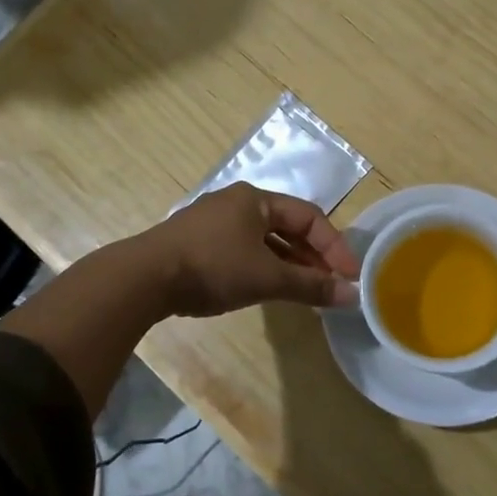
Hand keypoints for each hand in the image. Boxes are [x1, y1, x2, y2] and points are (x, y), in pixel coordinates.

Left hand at [139, 184, 360, 316]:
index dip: (334, 245)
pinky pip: (244, 251)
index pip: (309, 216)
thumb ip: (311, 286)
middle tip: (332, 285)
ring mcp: (214, 223)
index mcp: (255, 199)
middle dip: (313, 256)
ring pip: (265, 241)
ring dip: (290, 264)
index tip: (350, 276)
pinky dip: (265, 268)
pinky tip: (271, 289)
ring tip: (307, 291)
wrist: (144, 278)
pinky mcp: (198, 244)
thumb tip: (352, 296)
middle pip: (287, 227)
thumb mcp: (267, 277)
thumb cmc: (213, 267)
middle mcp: (236, 203)